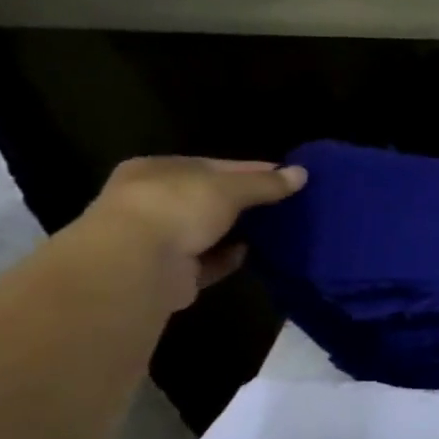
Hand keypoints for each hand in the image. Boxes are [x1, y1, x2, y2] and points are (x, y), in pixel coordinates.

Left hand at [71, 156, 307, 311]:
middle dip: (246, 202)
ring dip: (238, 232)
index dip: (252, 170)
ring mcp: (157, 239)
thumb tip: (302, 174)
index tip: (288, 177)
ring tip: (277, 230)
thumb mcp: (229, 188)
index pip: (213, 166)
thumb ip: (265, 182)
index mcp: (157, 170)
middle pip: (210, 198)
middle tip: (287, 204)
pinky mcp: (170, 272)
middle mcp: (152, 201)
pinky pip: (208, 261)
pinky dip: (229, 258)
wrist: (136, 266)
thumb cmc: (177, 209)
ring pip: (209, 231)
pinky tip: (251, 253)